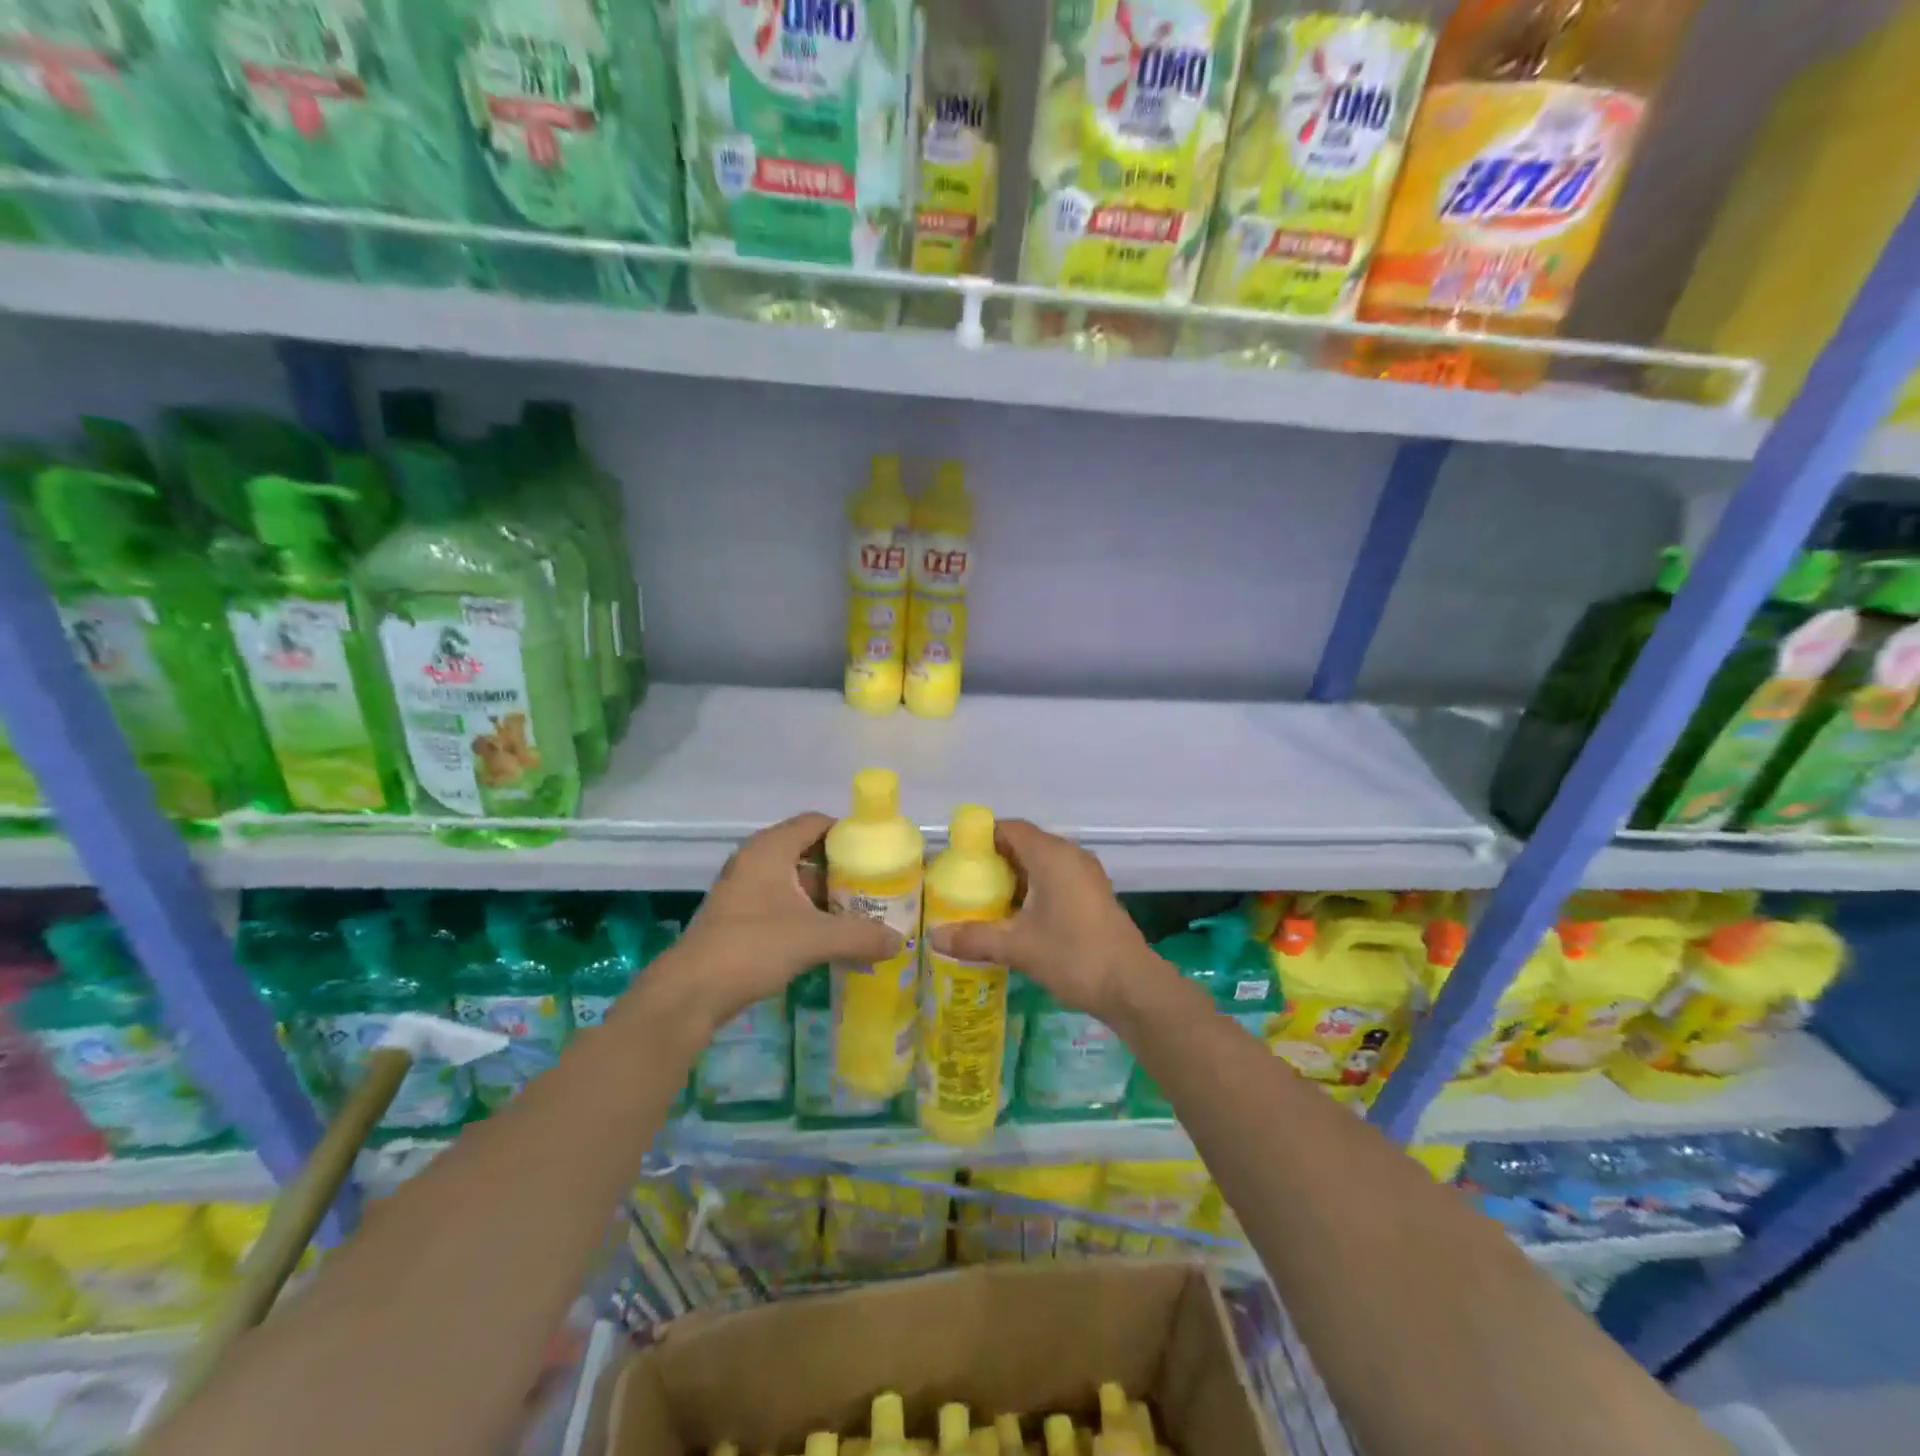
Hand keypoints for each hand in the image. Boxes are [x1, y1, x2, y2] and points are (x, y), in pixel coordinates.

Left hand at [659, 813, 901, 1033]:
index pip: (816, 822)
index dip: (848, 832)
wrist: (691, 992)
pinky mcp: (738, 916)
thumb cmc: (753, 947)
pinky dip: (806, 913)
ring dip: (825, 895)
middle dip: (842, 869)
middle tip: (875, 886)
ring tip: (860, 913)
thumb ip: (860, 936)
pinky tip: (829, 937)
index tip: (877, 852)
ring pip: (795, 880)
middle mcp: (755, 860)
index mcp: (770, 849)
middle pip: (807, 851)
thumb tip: (900, 941)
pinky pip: (782, 902)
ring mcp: (744, 889)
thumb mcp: (814, 939)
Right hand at [927, 819, 1160, 1023]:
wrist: (1132, 986)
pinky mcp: (1093, 895)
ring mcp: (1085, 875)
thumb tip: (934, 937)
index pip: (1009, 828)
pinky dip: (1033, 890)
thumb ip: (975, 938)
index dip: (981, 838)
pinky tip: (1017, 918)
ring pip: (1040, 864)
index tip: (956, 860)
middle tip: (964, 886)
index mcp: (1051, 855)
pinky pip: (1055, 879)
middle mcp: (1070, 856)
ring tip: (984, 904)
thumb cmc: (1074, 955)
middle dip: (993, 862)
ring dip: (1014, 879)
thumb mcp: (1018, 947)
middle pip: (1024, 844)